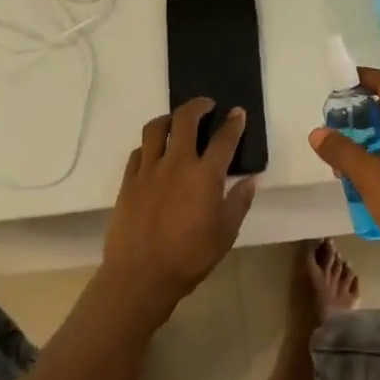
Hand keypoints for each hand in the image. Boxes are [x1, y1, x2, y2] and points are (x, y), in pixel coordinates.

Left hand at [101, 98, 257, 315]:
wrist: (141, 274)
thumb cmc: (190, 257)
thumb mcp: (225, 233)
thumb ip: (239, 202)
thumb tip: (251, 179)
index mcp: (205, 175)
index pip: (223, 139)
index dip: (233, 123)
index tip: (238, 113)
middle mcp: (176, 163)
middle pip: (185, 119)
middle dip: (198, 106)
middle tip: (206, 105)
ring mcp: (148, 169)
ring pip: (155, 128)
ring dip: (169, 118)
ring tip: (176, 121)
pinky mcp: (128, 180)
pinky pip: (138, 151)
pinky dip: (148, 145)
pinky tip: (153, 152)